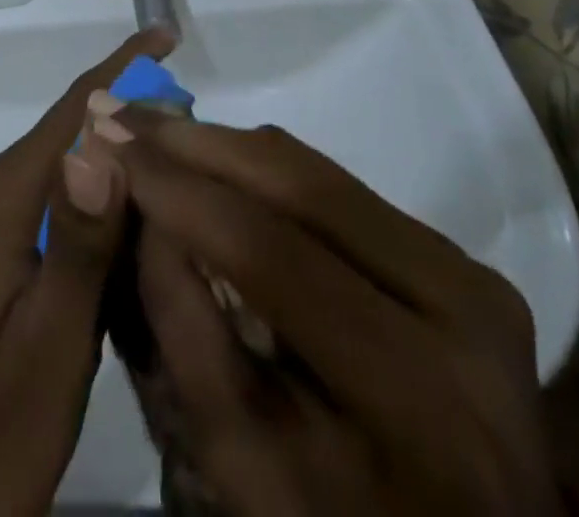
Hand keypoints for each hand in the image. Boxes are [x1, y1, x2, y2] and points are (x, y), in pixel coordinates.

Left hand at [0, 31, 173, 516]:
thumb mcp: (44, 353)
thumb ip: (80, 245)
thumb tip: (108, 138)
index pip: (72, 110)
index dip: (122, 68)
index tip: (168, 36)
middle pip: (69, 137)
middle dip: (133, 125)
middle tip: (203, 138)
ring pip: (62, 176)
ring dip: (118, 171)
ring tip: (183, 180)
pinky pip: (49, 213)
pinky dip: (96, 211)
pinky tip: (134, 240)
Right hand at [104, 111, 560, 515]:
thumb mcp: (241, 464)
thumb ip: (185, 330)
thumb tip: (141, 202)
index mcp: (419, 392)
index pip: (273, 254)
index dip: (180, 189)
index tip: (106, 142)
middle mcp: (464, 309)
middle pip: (303, 186)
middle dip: (197, 144)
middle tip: (122, 114)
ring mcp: (471, 273)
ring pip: (319, 171)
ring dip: (226, 146)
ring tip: (154, 131)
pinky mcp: (459, 255)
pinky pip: (339, 188)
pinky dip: (265, 170)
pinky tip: (213, 164)